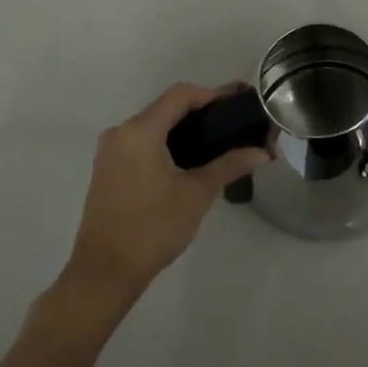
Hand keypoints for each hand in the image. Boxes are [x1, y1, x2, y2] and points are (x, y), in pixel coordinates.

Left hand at [65, 83, 270, 299]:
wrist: (105, 272)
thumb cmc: (153, 227)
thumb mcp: (198, 193)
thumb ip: (230, 165)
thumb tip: (263, 152)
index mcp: (140, 131)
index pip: (181, 94)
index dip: (213, 94)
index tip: (239, 106)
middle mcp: (121, 133)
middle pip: (167, 107)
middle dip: (203, 111)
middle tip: (235, 124)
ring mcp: (110, 151)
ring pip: (154, 125)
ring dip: (185, 128)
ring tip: (219, 142)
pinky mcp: (107, 169)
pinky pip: (142, 142)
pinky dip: (167, 143)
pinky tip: (190, 160)